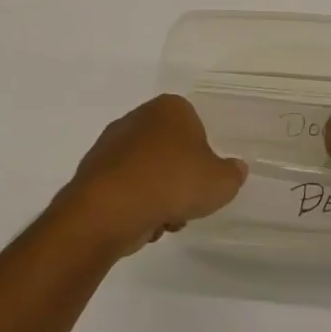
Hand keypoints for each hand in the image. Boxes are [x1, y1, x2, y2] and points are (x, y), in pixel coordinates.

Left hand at [57, 95, 247, 256]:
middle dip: (178, 180)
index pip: (195, 128)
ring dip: (157, 196)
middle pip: (169, 152)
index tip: (201, 183)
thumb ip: (233, 174)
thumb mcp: (220, 183)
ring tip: (161, 220)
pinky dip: (133, 204)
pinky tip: (138, 223)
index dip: (201, 159)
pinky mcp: (93, 169)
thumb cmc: (172, 183)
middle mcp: (139, 116)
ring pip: (147, 171)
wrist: (111, 207)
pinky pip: (124, 187)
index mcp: (170, 108)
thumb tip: (236, 168)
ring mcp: (112, 142)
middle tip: (184, 205)